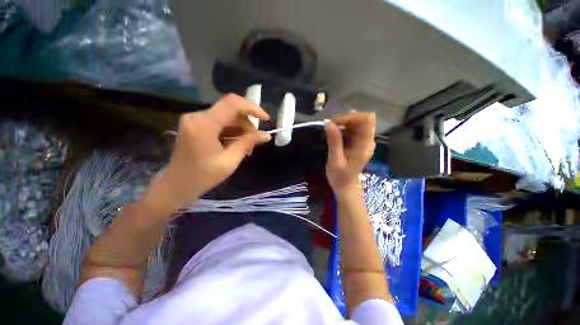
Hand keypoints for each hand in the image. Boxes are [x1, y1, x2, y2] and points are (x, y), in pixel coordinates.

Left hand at [143, 94, 270, 213]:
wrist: (176, 185)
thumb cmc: (203, 176)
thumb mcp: (230, 161)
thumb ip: (248, 143)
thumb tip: (266, 135)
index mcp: (204, 125)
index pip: (232, 104)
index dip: (252, 108)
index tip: (265, 119)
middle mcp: (197, 116)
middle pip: (231, 110)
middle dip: (247, 124)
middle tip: (255, 141)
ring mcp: (195, 120)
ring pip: (227, 116)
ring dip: (241, 129)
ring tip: (247, 147)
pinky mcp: (196, 125)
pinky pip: (220, 122)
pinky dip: (232, 131)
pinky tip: (237, 144)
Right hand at [325, 111, 375, 194]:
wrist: (345, 186)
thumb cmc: (340, 177)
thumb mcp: (335, 160)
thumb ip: (334, 142)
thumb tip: (329, 123)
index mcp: (365, 145)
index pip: (367, 120)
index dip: (351, 117)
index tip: (335, 123)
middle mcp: (367, 140)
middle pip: (362, 119)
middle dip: (345, 119)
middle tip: (330, 126)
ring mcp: (363, 141)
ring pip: (356, 123)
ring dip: (343, 123)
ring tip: (330, 130)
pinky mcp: (357, 143)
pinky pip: (352, 129)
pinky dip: (343, 128)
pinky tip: (335, 133)